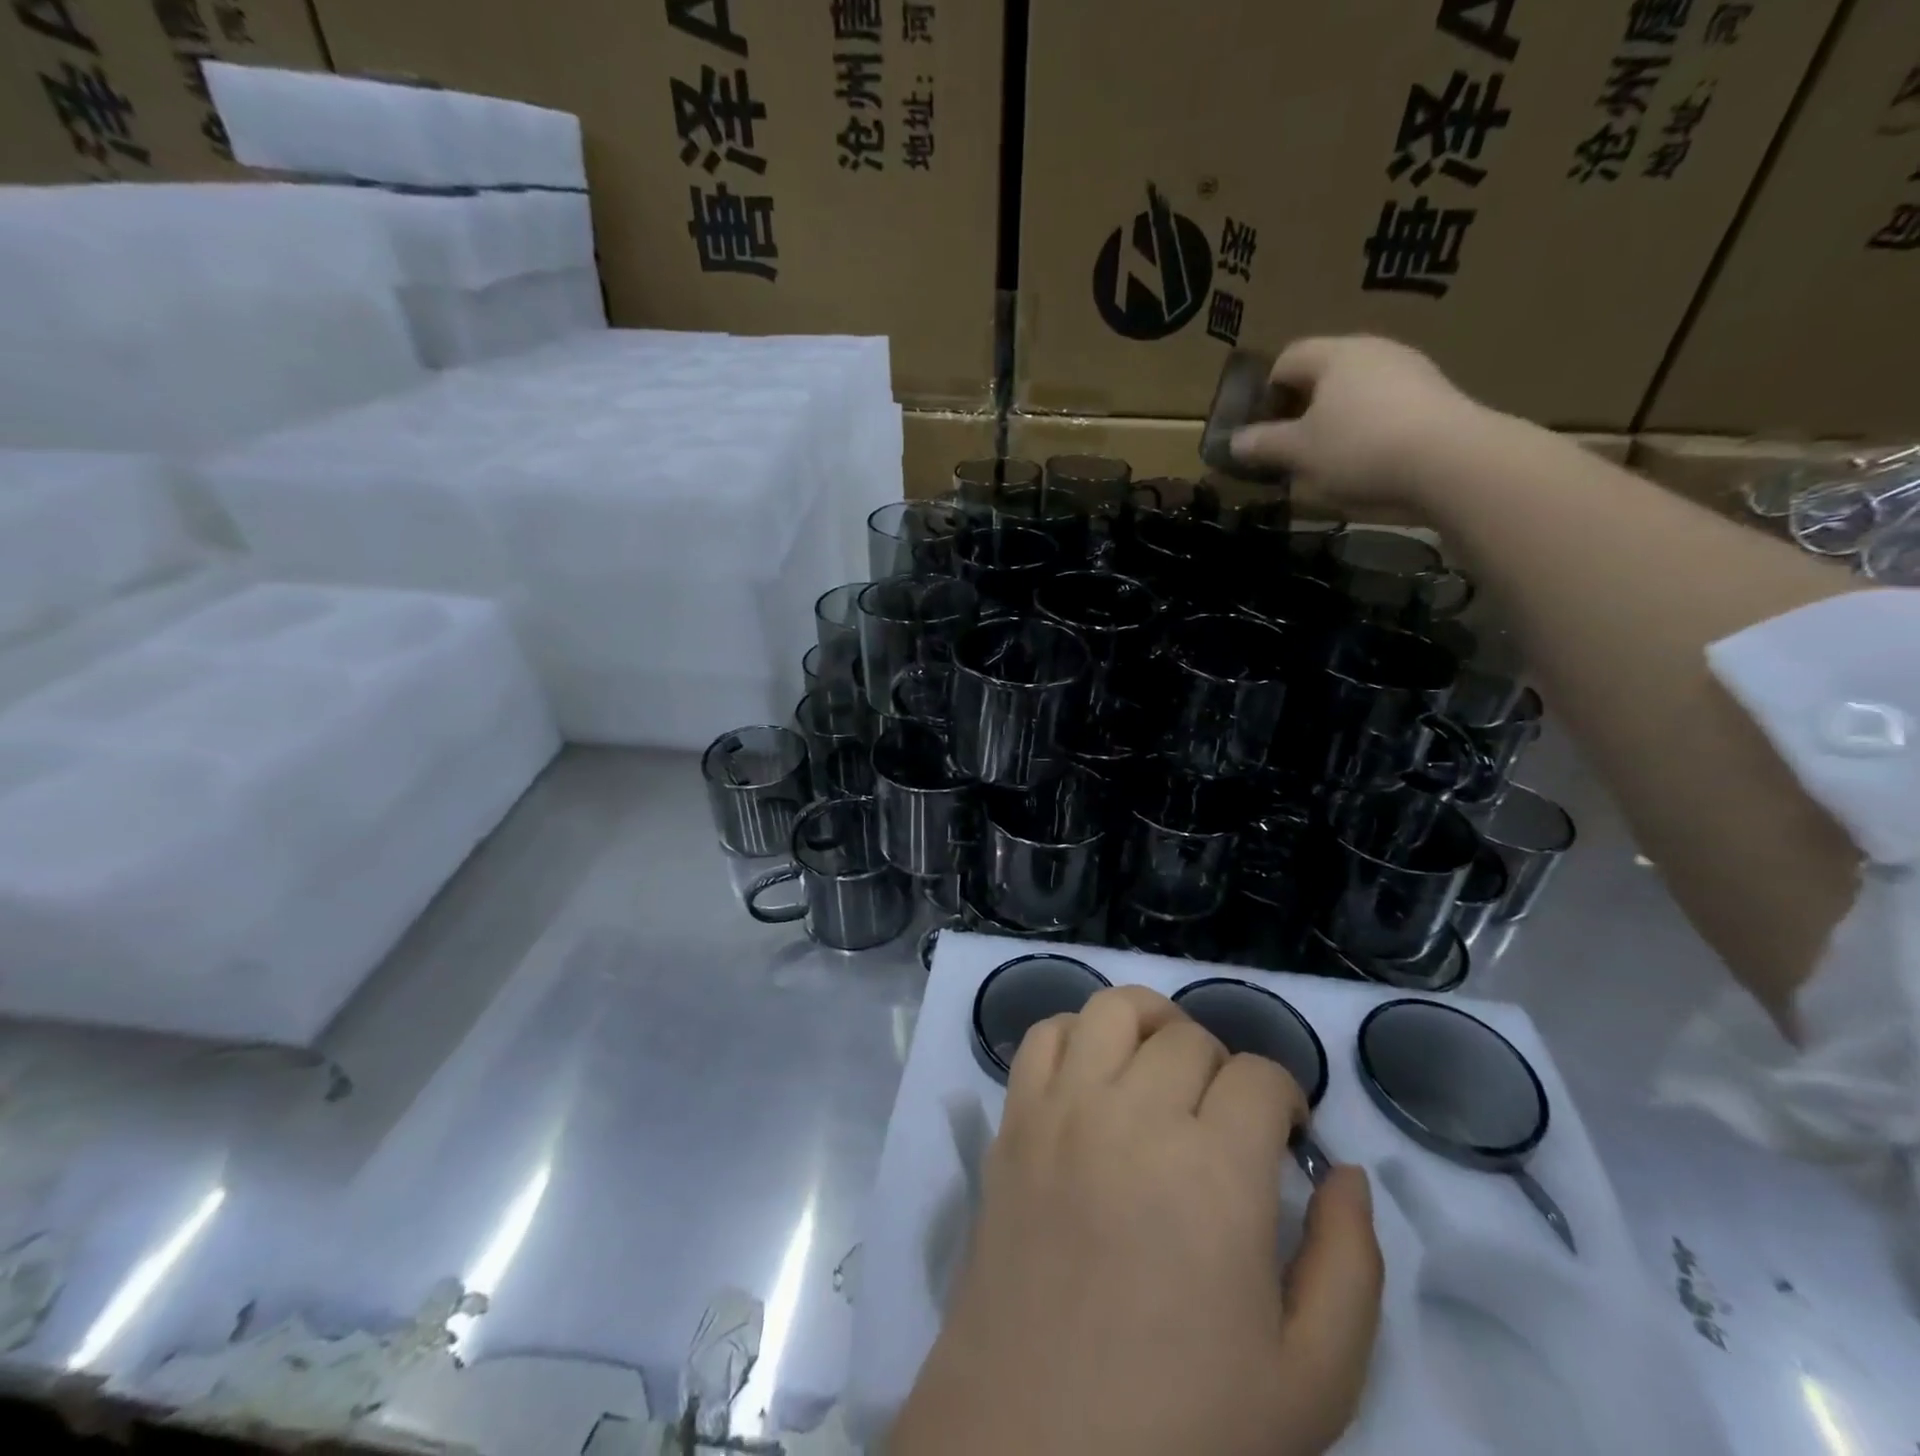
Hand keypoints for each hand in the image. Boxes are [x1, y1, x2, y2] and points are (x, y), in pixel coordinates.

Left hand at [890, 987, 1383, 1455]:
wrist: (1034, 1450)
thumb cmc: (1181, 1429)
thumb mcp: (1311, 1381)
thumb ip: (1350, 1265)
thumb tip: (1347, 1173)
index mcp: (1215, 1172)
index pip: (1261, 1076)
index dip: (1285, 1098)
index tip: (1284, 1138)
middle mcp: (1134, 1115)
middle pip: (1190, 1036)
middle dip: (1224, 1068)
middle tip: (1225, 1121)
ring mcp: (1063, 1110)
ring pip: (1114, 1009)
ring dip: (1151, 1024)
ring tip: (1163, 1070)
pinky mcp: (1013, 1121)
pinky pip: (1043, 1035)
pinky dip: (1077, 1034)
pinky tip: (1096, 1077)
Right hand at [1232, 335, 1484, 508]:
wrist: (1451, 461)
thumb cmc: (1359, 448)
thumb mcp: (1298, 453)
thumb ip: (1262, 445)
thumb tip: (1234, 443)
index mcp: (1335, 355)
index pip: (1287, 359)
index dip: (1266, 393)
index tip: (1261, 430)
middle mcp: (1374, 351)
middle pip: (1323, 375)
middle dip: (1300, 411)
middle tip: (1289, 450)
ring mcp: (1411, 372)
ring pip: (1356, 394)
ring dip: (1334, 424)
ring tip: (1326, 464)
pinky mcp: (1436, 398)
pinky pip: (1386, 410)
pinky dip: (1368, 433)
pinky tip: (1367, 466)